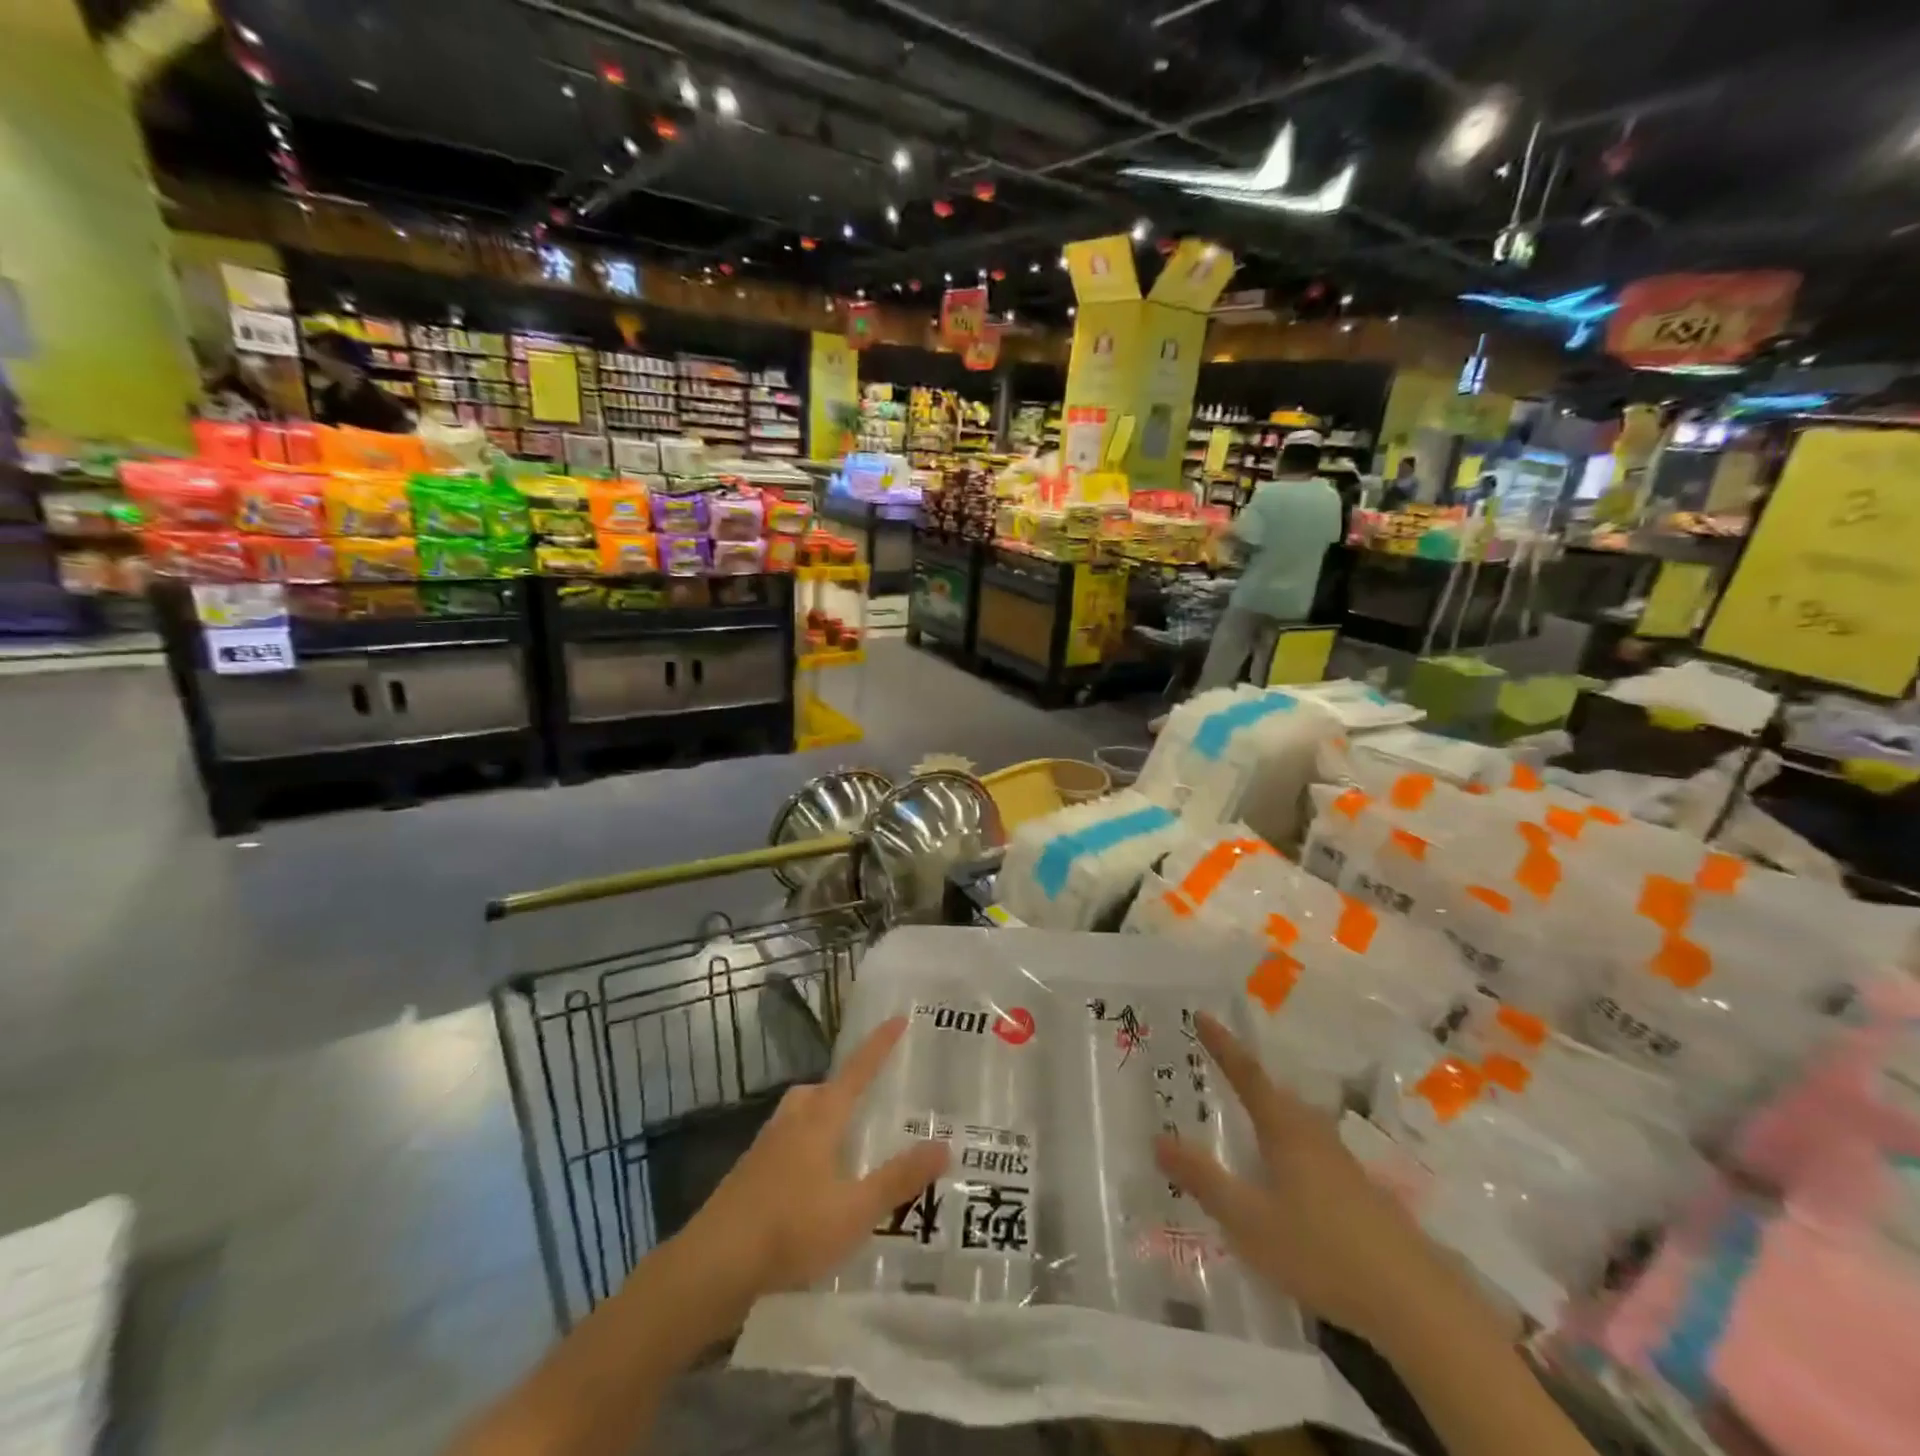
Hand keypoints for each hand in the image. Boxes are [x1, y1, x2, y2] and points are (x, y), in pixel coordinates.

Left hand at [683, 1017, 949, 1304]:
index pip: (857, 1070)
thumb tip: (944, 1144)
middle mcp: (792, 1121)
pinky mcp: (748, 1175)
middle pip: (821, 1090)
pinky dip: (805, 1148)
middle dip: (845, 1088)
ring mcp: (765, 1147)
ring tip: (845, 1144)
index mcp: (820, 1118)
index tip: (899, 1018)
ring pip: (800, 1116)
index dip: (880, 1045)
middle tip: (869, 1101)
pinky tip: (813, 1184)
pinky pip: (786, 1143)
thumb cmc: (790, 1230)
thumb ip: (899, 1179)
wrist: (712, 1266)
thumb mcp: (855, 1210)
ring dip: (823, 1119)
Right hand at [1155, 1013, 1480, 1353]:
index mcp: (1284, 1129)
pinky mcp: (1358, 1191)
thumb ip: (1203, 1179)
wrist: (1414, 1301)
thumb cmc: (1320, 1250)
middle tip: (1216, 1065)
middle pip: (1274, 1094)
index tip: (1201, 1016)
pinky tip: (1284, 1173)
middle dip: (1244, 1077)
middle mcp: (1313, 1134)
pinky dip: (1286, 1143)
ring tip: (1245, 1116)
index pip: (1246, 1074)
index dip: (1223, 1045)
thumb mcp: (1248, 1220)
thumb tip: (1158, 1139)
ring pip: (1295, 1121)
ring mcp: (1340, 1162)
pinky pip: (1310, 1148)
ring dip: (1268, 1110)